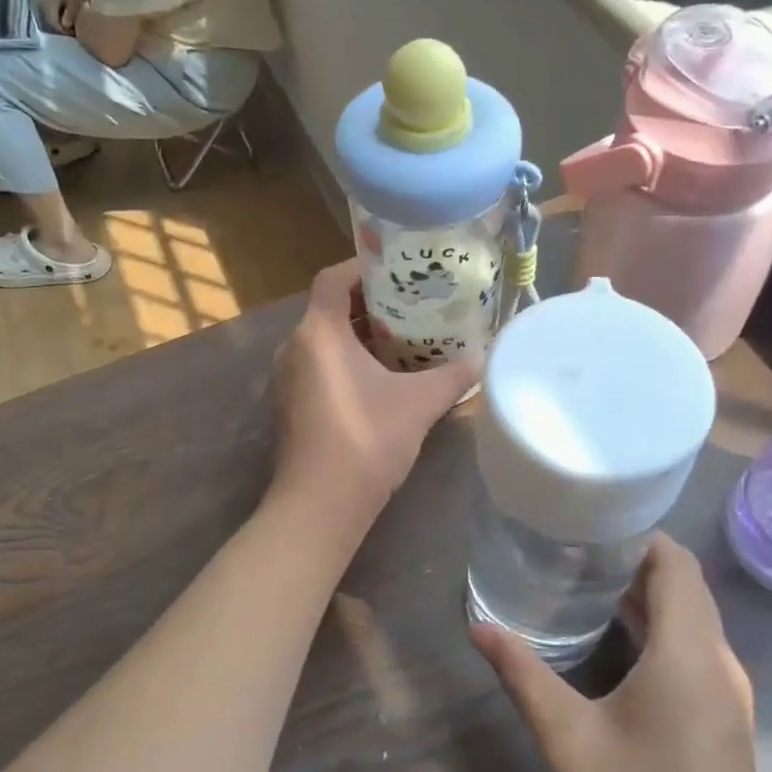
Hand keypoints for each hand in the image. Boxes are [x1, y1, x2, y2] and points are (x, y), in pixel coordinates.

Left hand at [270, 260, 478, 522]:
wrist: (320, 504)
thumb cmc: (366, 440)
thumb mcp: (419, 404)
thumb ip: (453, 376)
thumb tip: (484, 357)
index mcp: (318, 333)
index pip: (333, 278)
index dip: (363, 266)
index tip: (398, 268)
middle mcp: (294, 347)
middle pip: (330, 307)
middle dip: (369, 302)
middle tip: (411, 302)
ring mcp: (288, 378)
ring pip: (324, 339)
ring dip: (359, 333)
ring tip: (404, 336)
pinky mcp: (291, 404)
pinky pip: (319, 365)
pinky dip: (347, 359)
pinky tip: (383, 377)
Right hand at [471, 535, 771, 771]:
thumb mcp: (570, 743)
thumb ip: (524, 676)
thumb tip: (479, 626)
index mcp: (689, 656)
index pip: (677, 564)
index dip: (639, 534)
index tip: (588, 521)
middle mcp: (719, 665)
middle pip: (686, 587)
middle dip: (635, 559)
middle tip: (572, 547)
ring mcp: (728, 697)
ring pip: (692, 620)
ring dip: (647, 595)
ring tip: (584, 582)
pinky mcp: (724, 722)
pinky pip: (694, 650)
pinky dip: (659, 629)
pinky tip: (615, 640)